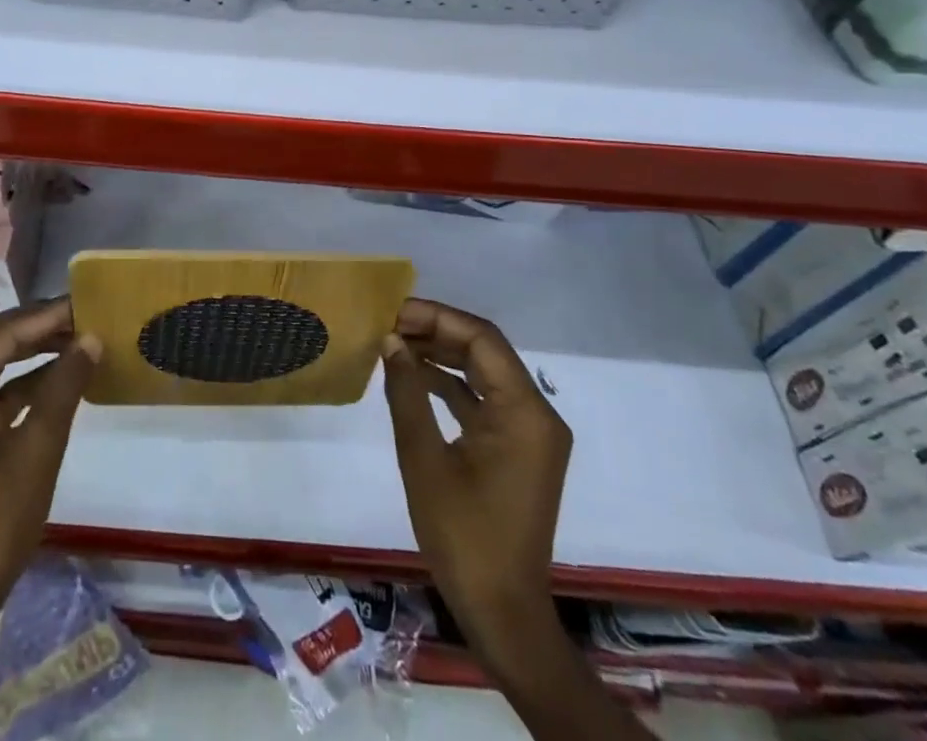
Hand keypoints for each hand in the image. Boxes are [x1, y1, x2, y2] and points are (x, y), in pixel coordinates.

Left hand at [0, 297, 100, 643]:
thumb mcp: (39, 448)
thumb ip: (64, 385)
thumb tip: (91, 337)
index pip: (1, 335)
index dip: (46, 317)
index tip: (85, 301)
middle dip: (39, 328)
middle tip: (84, 314)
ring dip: (32, 352)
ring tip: (77, 337)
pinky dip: (20, 383)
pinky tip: (58, 374)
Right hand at [381, 298, 571, 653]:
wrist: (502, 612)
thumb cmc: (462, 535)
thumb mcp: (423, 458)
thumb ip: (407, 391)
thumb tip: (390, 340)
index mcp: (525, 412)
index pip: (482, 339)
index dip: (437, 317)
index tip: (394, 312)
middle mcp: (537, 414)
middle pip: (485, 351)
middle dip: (437, 332)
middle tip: (389, 325)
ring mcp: (530, 433)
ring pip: (484, 373)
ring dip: (442, 355)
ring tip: (395, 344)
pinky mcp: (518, 449)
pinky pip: (484, 400)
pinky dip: (451, 385)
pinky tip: (413, 378)